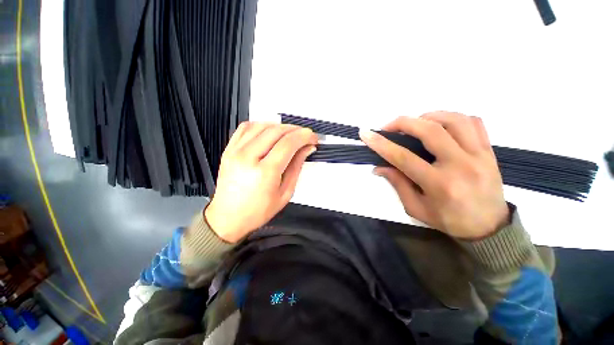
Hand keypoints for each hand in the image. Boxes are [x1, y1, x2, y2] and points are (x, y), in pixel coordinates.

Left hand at [205, 122, 317, 242]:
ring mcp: (236, 152)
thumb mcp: (285, 193)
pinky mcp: (229, 150)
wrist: (228, 218)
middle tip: (305, 135)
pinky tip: (269, 131)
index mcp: (265, 172)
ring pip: (262, 125)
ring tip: (290, 134)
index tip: (312, 137)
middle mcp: (248, 158)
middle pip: (277, 131)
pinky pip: (246, 127)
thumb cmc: (257, 211)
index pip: (289, 143)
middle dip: (296, 130)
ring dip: (280, 126)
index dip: (304, 136)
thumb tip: (306, 149)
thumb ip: (297, 167)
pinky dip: (261, 125)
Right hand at [360, 112, 508, 239]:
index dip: (382, 144)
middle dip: (403, 123)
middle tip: (388, 127)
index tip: (366, 134)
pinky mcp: (489, 151)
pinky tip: (439, 124)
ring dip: (427, 117)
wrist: (489, 228)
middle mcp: (461, 165)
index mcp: (440, 184)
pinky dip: (452, 117)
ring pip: (453, 120)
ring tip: (414, 124)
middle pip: (430, 131)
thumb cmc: (448, 220)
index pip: (404, 158)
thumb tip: (379, 167)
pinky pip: (473, 122)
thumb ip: (398, 184)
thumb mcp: (416, 208)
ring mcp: (480, 155)